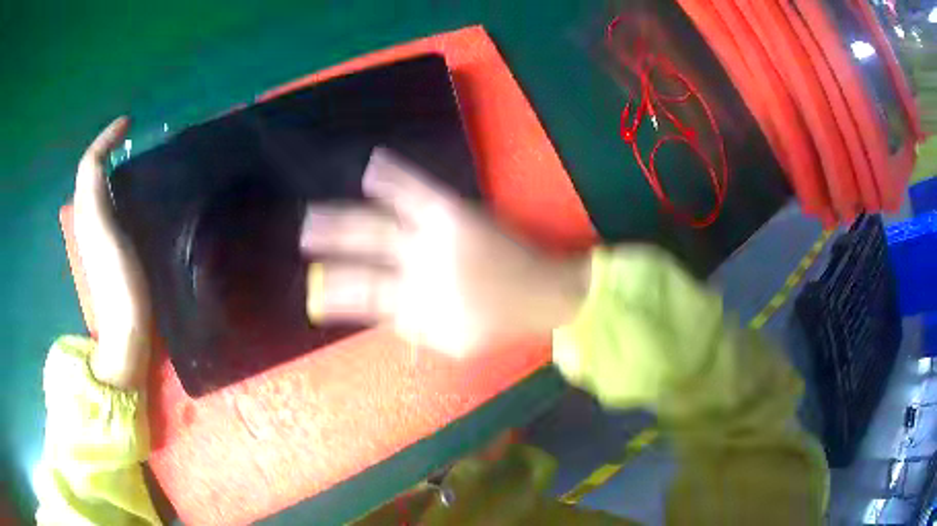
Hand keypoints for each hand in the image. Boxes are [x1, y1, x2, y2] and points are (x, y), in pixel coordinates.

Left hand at [73, 117, 150, 388]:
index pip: (90, 164)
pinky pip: (115, 207)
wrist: (126, 331)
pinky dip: (125, 191)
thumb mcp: (100, 230)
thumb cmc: (116, 281)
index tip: (129, 122)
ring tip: (142, 159)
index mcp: (88, 211)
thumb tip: (100, 152)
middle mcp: (91, 218)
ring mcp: (103, 236)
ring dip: (119, 167)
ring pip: (104, 189)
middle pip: (95, 173)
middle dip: (112, 149)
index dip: (106, 138)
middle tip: (136, 138)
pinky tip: (142, 195)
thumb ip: (93, 190)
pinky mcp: (116, 249)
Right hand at [300, 148, 589, 357]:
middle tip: (304, 238)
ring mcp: (436, 238)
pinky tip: (374, 165)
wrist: (543, 292)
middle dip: (331, 248)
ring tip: (315, 215)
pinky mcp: (455, 213)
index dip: (336, 296)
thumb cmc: (500, 321)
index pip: (365, 298)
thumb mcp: (455, 343)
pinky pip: (418, 190)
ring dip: (343, 221)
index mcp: (419, 303)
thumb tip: (387, 317)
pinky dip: (394, 177)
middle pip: (364, 257)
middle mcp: (419, 269)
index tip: (315, 294)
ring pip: (379, 226)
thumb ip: (417, 331)